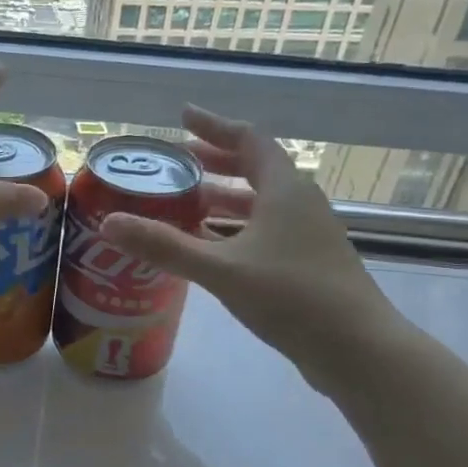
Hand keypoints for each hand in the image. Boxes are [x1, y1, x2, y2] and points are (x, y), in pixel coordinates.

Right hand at [98, 106, 411, 394]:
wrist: (358, 349)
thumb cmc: (292, 296)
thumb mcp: (221, 269)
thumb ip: (165, 246)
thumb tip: (109, 224)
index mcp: (284, 190)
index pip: (248, 139)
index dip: (214, 125)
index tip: (183, 117)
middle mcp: (299, 204)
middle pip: (255, 168)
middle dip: (216, 160)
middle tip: (178, 162)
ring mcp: (307, 235)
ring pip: (260, 203)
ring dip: (224, 198)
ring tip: (185, 203)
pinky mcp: (307, 264)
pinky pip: (264, 231)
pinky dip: (234, 229)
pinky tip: (211, 248)